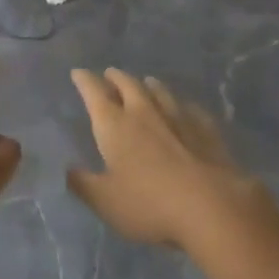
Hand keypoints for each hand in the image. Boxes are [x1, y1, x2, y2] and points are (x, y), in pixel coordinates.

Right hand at [67, 68, 259, 250]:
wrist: (211, 206)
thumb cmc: (149, 204)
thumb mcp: (106, 202)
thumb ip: (83, 184)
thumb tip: (68, 169)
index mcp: (114, 124)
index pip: (94, 92)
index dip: (84, 80)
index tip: (78, 73)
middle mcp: (143, 112)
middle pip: (127, 84)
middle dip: (116, 77)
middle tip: (110, 75)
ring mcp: (177, 117)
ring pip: (159, 91)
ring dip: (149, 85)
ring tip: (146, 82)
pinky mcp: (205, 129)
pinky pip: (191, 109)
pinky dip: (183, 106)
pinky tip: (186, 109)